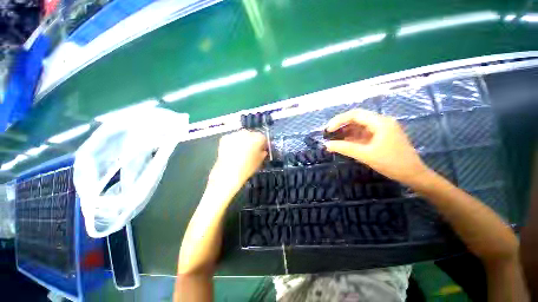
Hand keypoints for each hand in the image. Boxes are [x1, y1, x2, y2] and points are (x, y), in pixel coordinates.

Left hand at [209, 130, 266, 192]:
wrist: (228, 172)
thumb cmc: (247, 168)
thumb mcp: (259, 161)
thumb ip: (263, 153)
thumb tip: (262, 151)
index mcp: (257, 138)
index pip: (263, 138)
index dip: (263, 144)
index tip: (262, 150)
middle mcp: (246, 133)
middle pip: (252, 135)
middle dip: (252, 141)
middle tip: (251, 150)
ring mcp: (235, 134)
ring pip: (241, 135)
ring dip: (243, 141)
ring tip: (241, 151)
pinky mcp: (225, 138)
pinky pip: (232, 138)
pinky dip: (234, 143)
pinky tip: (233, 151)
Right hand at [324, 109, 429, 185]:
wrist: (413, 175)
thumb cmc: (392, 163)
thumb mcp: (366, 155)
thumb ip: (345, 148)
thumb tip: (327, 145)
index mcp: (380, 122)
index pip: (355, 114)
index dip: (339, 120)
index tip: (328, 130)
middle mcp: (381, 122)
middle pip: (356, 119)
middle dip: (341, 126)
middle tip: (329, 134)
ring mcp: (381, 130)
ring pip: (358, 127)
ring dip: (345, 132)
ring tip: (333, 140)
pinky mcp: (380, 137)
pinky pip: (362, 134)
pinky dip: (352, 138)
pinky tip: (343, 144)